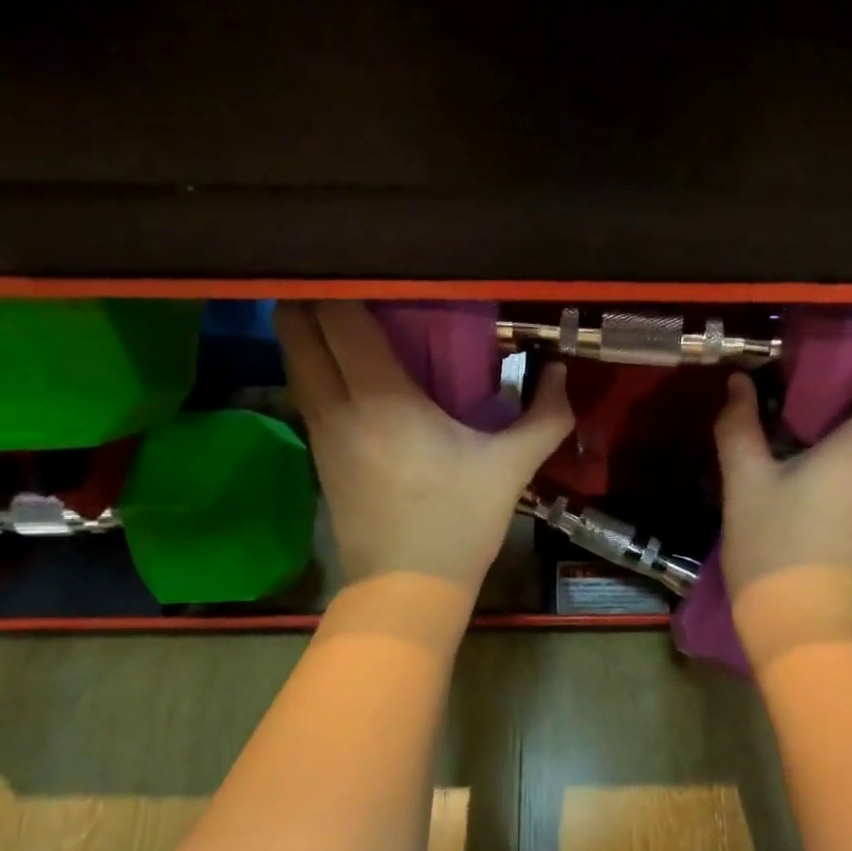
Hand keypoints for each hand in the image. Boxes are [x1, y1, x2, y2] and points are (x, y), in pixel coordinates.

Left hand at [277, 301, 573, 595]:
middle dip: (312, 294)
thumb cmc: (458, 523)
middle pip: (296, 327)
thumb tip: (559, 371)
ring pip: (293, 358)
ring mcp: (319, 431)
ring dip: (308, 328)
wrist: (406, 588)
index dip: (345, 280)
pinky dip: (315, 363)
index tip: (370, 262)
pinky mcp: (318, 454)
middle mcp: (336, 405)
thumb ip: (545, 416)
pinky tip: (348, 366)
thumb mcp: (511, 468)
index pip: (339, 316)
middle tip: (355, 282)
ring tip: (347, 314)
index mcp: (381, 399)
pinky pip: (304, 389)